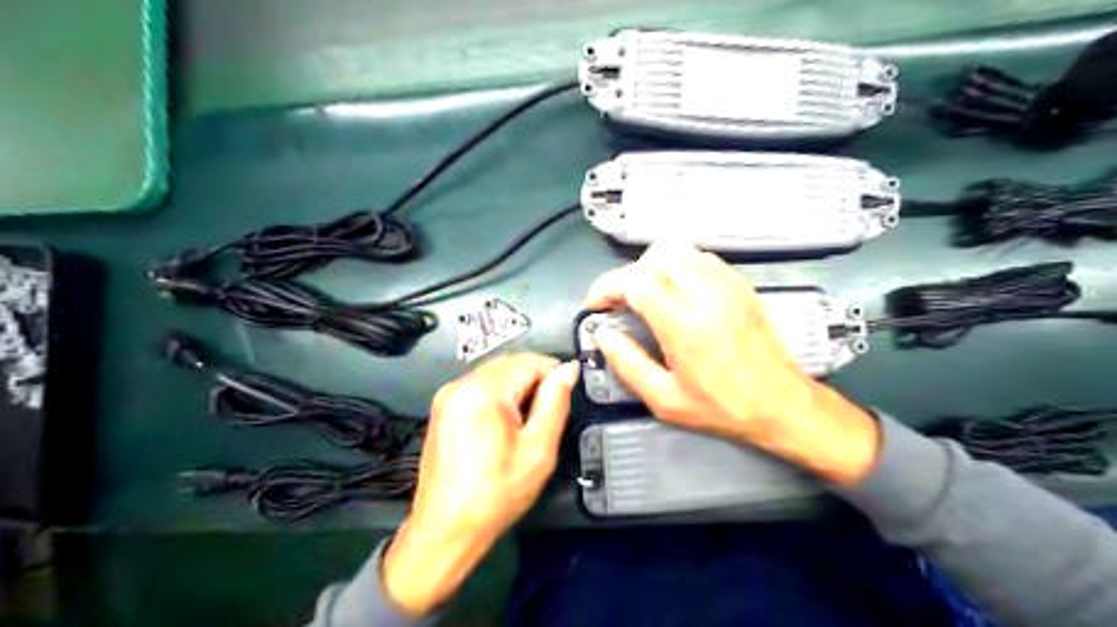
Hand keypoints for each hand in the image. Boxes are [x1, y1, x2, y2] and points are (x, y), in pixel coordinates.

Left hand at [385, 355, 574, 613]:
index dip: (555, 374)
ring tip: (527, 425)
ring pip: (495, 374)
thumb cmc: (496, 493)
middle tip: (548, 416)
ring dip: (518, 389)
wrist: (446, 529)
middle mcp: (460, 384)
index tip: (565, 399)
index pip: (530, 360)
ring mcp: (447, 396)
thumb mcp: (538, 449)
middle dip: (535, 381)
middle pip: (511, 363)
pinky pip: (479, 388)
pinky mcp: (442, 409)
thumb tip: (567, 371)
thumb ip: (555, 402)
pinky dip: (499, 397)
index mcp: (483, 390)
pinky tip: (505, 427)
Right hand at [586, 243, 882, 485]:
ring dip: (655, 267)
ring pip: (680, 249)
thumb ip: (628, 364)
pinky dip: (681, 267)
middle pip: (656, 255)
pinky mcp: (742, 284)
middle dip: (630, 274)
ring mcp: (728, 284)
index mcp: (684, 325)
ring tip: (649, 294)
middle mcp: (706, 294)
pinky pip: (703, 258)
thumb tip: (603, 335)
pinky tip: (679, 292)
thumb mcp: (665, 399)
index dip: (607, 287)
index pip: (636, 280)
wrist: (781, 404)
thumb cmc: (722, 407)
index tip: (597, 305)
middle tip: (623, 301)